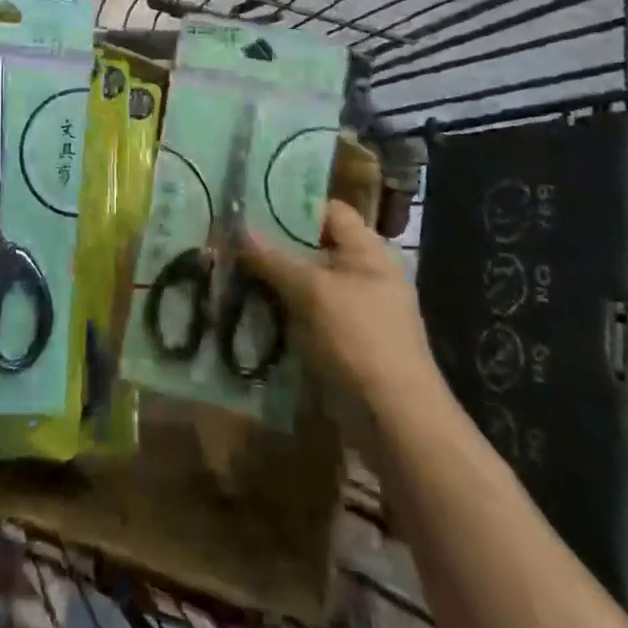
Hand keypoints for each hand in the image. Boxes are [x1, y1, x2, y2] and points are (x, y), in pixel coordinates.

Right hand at [241, 200, 438, 410]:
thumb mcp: (313, 292)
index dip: (295, 206)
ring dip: (273, 282)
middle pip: (313, 248)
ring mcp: (354, 311)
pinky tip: (248, 311)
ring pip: (305, 284)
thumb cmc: (360, 339)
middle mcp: (363, 275)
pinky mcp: (342, 343)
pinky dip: (282, 313)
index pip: (329, 211)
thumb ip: (275, 259)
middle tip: (232, 240)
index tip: (254, 207)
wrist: (396, 421)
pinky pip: (306, 316)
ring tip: (231, 273)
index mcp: (368, 251)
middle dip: (275, 246)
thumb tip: (240, 230)